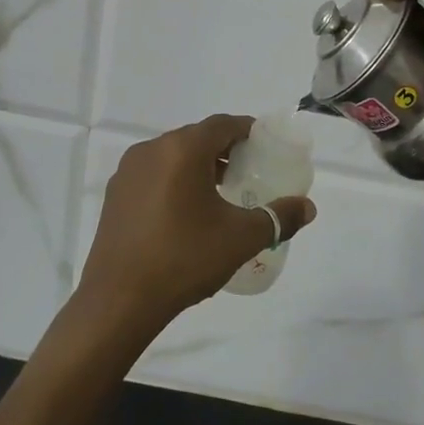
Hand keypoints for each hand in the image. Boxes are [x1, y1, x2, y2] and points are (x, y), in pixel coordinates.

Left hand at [78, 115, 316, 333]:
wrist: (119, 300)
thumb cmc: (185, 259)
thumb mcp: (241, 238)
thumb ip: (278, 218)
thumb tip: (308, 208)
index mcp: (182, 150)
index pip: (222, 124)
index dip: (247, 130)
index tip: (265, 147)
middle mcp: (151, 150)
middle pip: (196, 137)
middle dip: (224, 150)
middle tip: (248, 172)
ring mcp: (128, 172)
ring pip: (172, 156)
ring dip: (198, 166)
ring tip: (220, 194)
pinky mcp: (115, 195)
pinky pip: (152, 175)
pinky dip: (174, 181)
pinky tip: (186, 213)